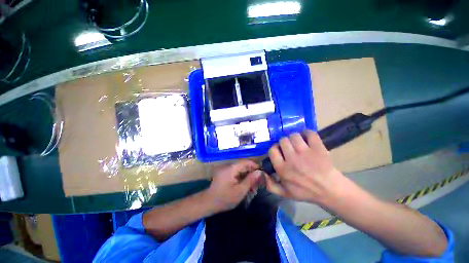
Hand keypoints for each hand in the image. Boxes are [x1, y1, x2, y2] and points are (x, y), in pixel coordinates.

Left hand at [206, 160, 261, 211]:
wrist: (208, 203)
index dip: (255, 165)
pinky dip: (242, 178)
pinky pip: (236, 173)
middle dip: (252, 173)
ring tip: (253, 188)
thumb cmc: (225, 198)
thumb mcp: (240, 191)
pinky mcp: (225, 173)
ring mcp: (226, 169)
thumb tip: (259, 172)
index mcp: (231, 168)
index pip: (246, 162)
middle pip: (244, 166)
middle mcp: (228, 166)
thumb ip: (250, 180)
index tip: (262, 173)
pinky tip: (246, 186)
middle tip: (258, 183)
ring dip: (248, 177)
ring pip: (241, 170)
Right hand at [264, 130, 344, 204]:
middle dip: (284, 143)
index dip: (275, 149)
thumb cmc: (306, 192)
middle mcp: (292, 159)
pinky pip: (310, 134)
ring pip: (294, 136)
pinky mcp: (318, 148)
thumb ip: (270, 185)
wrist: (330, 191)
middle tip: (289, 148)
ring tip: (298, 143)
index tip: (279, 151)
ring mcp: (305, 152)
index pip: (272, 150)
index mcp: (282, 169)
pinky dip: (308, 133)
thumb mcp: (284, 193)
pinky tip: (307, 138)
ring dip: (295, 138)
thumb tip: (261, 172)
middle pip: (283, 140)